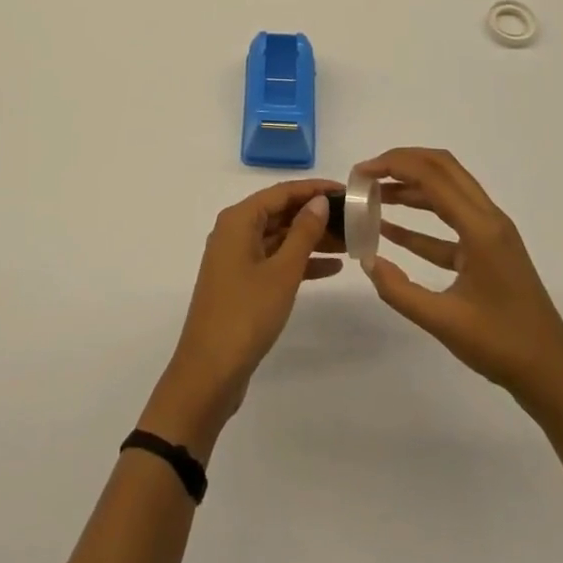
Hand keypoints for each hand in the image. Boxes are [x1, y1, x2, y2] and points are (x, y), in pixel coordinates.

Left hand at [141, 179, 343, 454]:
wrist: (210, 372)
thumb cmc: (246, 314)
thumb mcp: (282, 272)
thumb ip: (303, 233)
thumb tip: (319, 202)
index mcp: (238, 220)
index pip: (281, 192)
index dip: (314, 189)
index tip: (346, 191)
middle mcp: (234, 232)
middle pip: (280, 213)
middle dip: (315, 215)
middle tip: (353, 218)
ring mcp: (236, 259)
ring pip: (279, 238)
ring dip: (311, 239)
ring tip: (349, 242)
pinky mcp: (242, 283)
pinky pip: (275, 260)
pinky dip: (300, 262)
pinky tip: (331, 268)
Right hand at [360, 148, 562, 424]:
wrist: (555, 378)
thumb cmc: (503, 346)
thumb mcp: (444, 322)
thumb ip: (400, 290)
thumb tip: (368, 261)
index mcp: (481, 227)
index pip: (432, 176)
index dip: (393, 166)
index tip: (360, 174)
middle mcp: (488, 219)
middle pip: (442, 168)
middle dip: (402, 163)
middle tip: (367, 174)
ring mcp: (491, 234)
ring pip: (447, 190)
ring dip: (411, 187)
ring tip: (374, 195)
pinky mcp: (488, 251)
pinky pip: (451, 221)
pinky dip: (422, 219)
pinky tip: (392, 230)